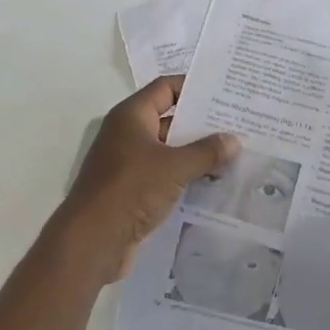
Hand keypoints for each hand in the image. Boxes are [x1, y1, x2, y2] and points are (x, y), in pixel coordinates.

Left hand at [53, 76, 237, 283]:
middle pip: (169, 118)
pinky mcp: (132, 191)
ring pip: (169, 150)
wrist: (92, 242)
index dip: (194, 87)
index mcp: (132, 116)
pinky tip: (213, 183)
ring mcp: (128, 163)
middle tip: (237, 123)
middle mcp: (127, 134)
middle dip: (201, 123)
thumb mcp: (174, 167)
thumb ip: (206, 151)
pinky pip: (164, 175)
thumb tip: (234, 140)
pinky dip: (186, 176)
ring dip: (196, 153)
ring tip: (233, 153)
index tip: (224, 90)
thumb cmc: (131, 190)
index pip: (166, 88)